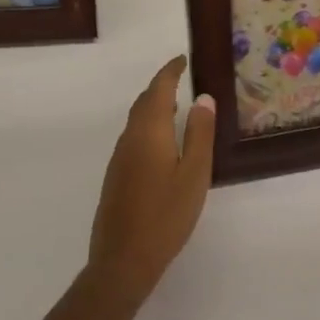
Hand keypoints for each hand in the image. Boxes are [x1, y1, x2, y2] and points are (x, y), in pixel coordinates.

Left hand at [88, 56, 215, 307]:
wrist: (123, 260)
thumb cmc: (166, 215)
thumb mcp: (194, 174)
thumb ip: (199, 134)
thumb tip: (203, 98)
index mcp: (149, 132)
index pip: (158, 89)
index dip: (170, 71)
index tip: (183, 59)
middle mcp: (129, 138)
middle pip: (143, 102)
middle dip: (161, 86)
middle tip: (181, 78)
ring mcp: (119, 158)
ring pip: (136, 120)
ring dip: (153, 106)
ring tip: (175, 106)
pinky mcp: (116, 176)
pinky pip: (133, 137)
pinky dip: (148, 125)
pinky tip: (161, 142)